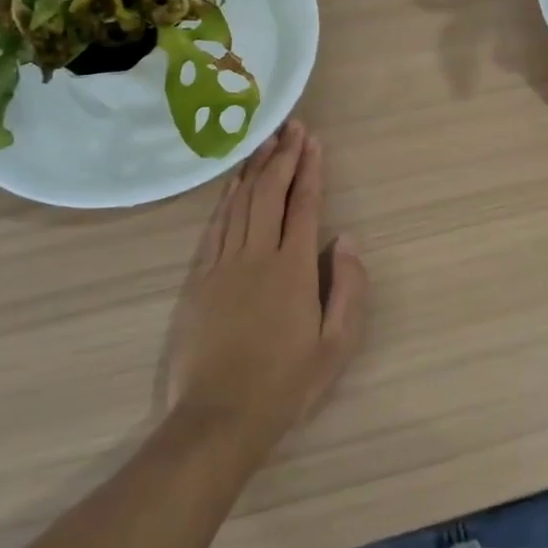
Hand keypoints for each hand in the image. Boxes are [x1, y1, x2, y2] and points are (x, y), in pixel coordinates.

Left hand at [162, 119, 365, 462]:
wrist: (218, 419)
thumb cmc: (286, 384)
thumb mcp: (337, 344)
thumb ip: (348, 287)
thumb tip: (345, 240)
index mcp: (293, 269)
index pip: (304, 205)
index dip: (310, 169)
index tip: (313, 140)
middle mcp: (257, 256)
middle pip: (269, 194)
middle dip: (283, 157)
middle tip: (292, 127)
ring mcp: (222, 266)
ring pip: (239, 204)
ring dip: (254, 169)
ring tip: (265, 142)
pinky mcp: (199, 280)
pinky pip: (215, 228)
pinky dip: (226, 199)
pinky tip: (233, 185)